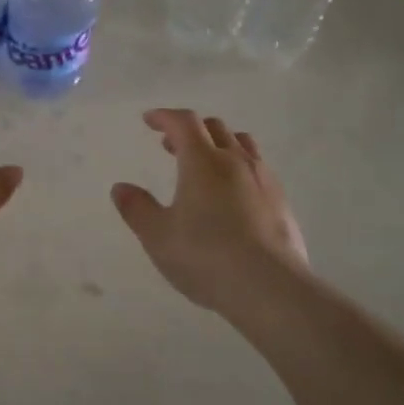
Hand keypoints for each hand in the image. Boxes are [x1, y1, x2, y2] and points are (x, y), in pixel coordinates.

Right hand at [110, 109, 308, 313]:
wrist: (271, 288)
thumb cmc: (206, 257)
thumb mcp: (158, 237)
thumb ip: (137, 209)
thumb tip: (121, 188)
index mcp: (203, 162)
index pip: (183, 123)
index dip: (164, 117)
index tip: (149, 120)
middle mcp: (236, 161)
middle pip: (215, 128)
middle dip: (190, 130)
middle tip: (171, 146)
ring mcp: (264, 180)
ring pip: (242, 144)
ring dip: (219, 144)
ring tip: (205, 164)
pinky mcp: (282, 203)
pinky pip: (259, 170)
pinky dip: (239, 168)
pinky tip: (234, 195)